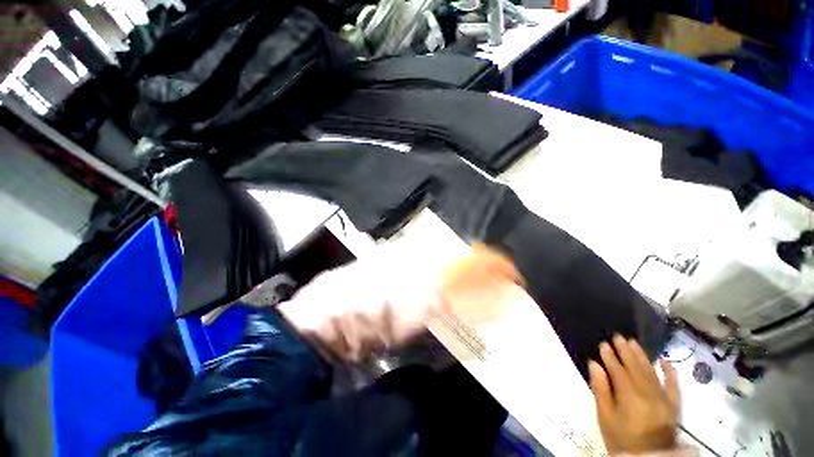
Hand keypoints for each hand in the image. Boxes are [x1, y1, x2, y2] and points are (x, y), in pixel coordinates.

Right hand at [589, 335, 679, 454]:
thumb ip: (600, 390)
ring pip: (652, 372)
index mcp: (630, 397)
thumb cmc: (621, 438)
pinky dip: (670, 372)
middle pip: (636, 368)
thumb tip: (594, 365)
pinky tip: (664, 360)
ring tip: (633, 342)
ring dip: (642, 356)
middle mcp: (649, 394)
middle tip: (618, 336)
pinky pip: (674, 385)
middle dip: (625, 351)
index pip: (619, 371)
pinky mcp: (674, 405)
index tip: (603, 344)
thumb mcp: (605, 417)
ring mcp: (664, 399)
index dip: (610, 357)